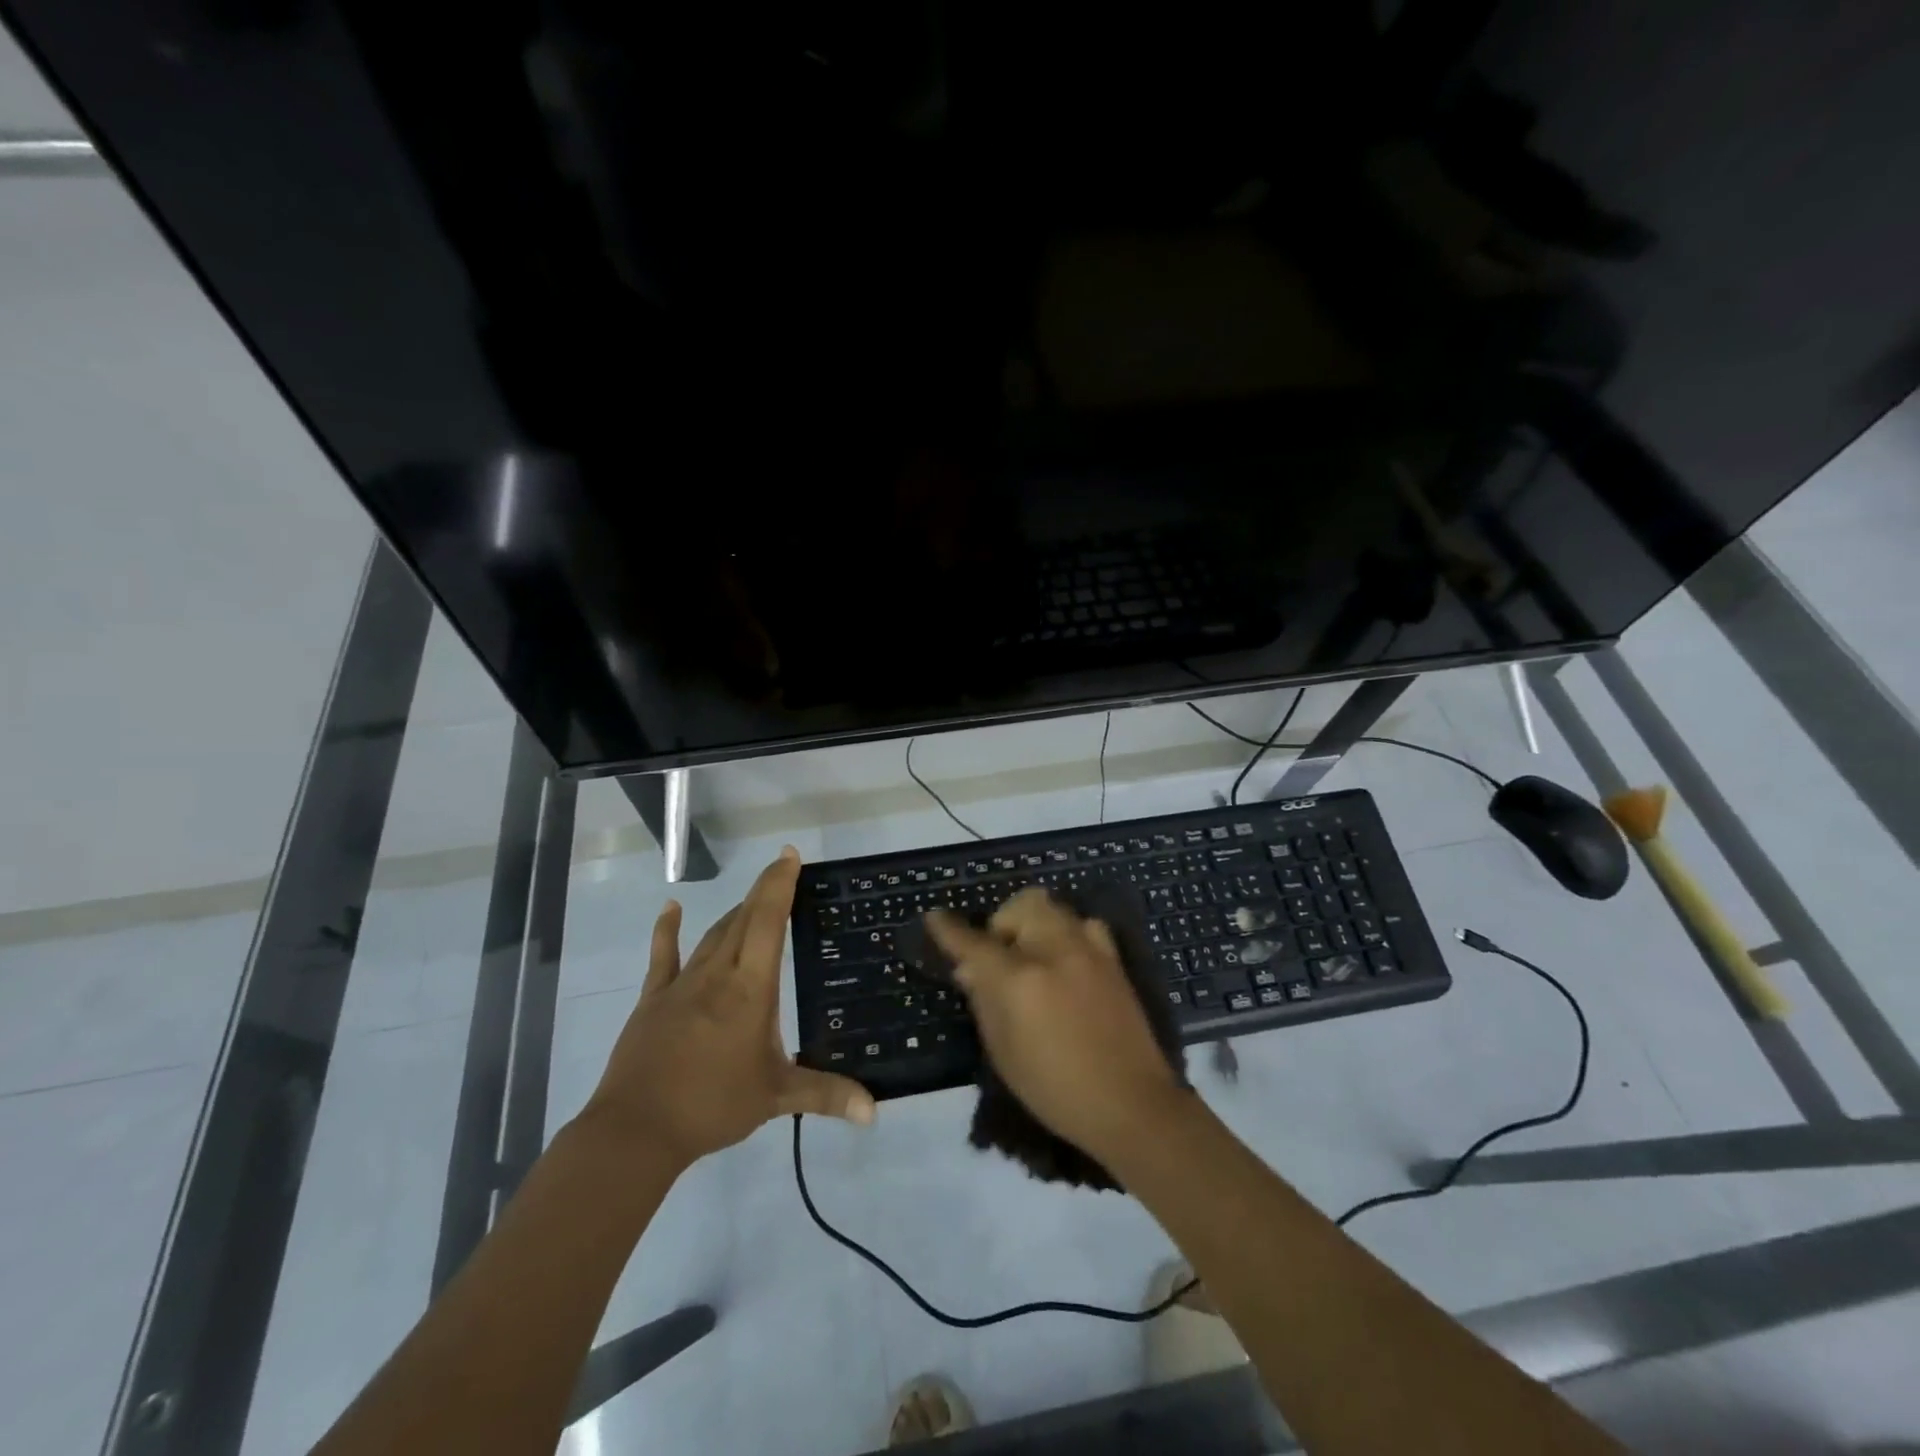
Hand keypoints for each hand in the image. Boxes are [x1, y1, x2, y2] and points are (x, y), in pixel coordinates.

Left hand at [580, 847, 875, 1170]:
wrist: (636, 1130)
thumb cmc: (712, 1106)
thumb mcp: (776, 1097)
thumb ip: (826, 1095)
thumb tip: (874, 1112)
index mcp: (750, 988)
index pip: (768, 922)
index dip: (779, 885)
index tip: (789, 856)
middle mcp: (717, 973)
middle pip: (743, 918)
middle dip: (764, 889)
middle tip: (782, 868)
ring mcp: (682, 983)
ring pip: (713, 934)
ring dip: (735, 912)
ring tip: (753, 898)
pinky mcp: (654, 998)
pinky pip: (664, 955)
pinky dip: (668, 930)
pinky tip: (672, 908)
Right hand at [927, 889, 1184, 1164]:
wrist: (1132, 1104)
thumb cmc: (1056, 1090)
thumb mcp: (1004, 1054)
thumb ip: (984, 1002)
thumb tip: (970, 969)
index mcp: (1020, 980)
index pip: (975, 942)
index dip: (949, 929)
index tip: (934, 917)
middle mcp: (1054, 951)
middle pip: (1020, 906)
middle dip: (1001, 923)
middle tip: (998, 958)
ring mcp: (1088, 950)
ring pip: (1052, 908)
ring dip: (1032, 923)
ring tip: (1031, 957)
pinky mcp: (1113, 958)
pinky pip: (1082, 924)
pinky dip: (1065, 932)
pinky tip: (1064, 962)